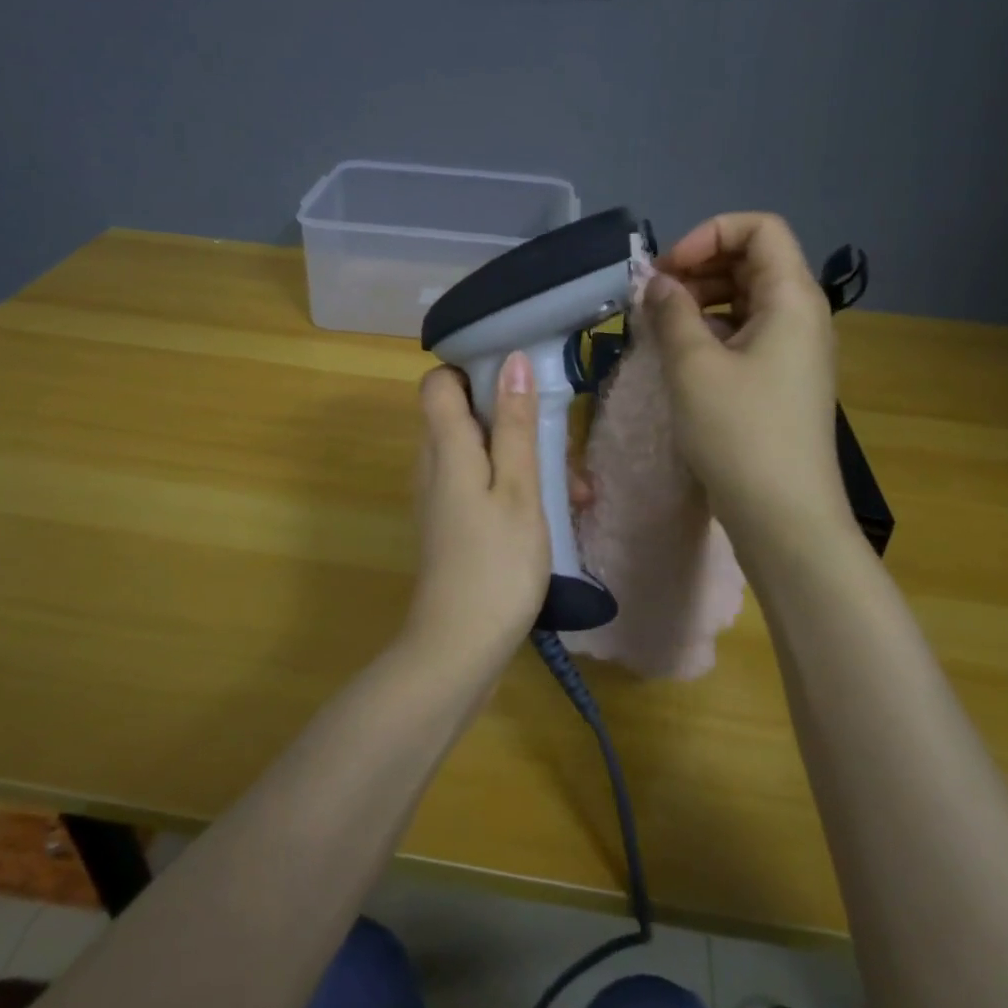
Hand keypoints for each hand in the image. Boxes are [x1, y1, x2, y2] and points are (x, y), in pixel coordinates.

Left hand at [401, 353, 550, 676]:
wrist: (459, 647)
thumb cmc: (496, 563)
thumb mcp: (518, 489)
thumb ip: (514, 425)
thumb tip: (511, 360)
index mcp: (445, 446)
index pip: (438, 381)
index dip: (471, 368)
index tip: (517, 377)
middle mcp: (433, 464)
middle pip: (463, 415)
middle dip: (512, 418)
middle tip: (560, 441)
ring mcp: (439, 496)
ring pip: (478, 452)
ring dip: (522, 457)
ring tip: (575, 488)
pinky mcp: (450, 523)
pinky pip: (479, 483)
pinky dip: (512, 486)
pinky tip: (552, 513)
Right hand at [641, 213, 853, 548]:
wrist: (785, 516)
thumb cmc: (740, 432)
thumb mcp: (693, 366)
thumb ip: (670, 312)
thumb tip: (656, 283)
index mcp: (792, 298)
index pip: (759, 228)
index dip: (708, 235)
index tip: (667, 270)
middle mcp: (801, 316)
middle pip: (752, 261)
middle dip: (698, 267)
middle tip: (653, 297)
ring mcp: (794, 351)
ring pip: (746, 299)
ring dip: (700, 300)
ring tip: (658, 325)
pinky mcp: (781, 381)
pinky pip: (746, 334)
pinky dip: (711, 331)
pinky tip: (679, 356)